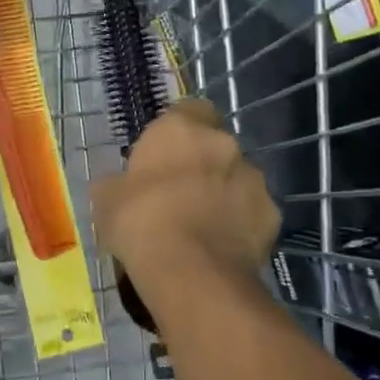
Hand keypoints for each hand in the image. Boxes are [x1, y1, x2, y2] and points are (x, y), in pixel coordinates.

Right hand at [91, 99, 280, 304]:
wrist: (191, 271)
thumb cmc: (139, 221)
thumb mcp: (106, 198)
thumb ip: (119, 182)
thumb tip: (121, 186)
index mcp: (181, 129)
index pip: (189, 108)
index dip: (177, 130)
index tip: (162, 152)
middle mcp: (224, 144)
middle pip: (215, 145)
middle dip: (201, 163)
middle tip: (178, 192)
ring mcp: (254, 179)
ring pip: (237, 178)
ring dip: (223, 193)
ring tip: (201, 225)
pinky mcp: (273, 216)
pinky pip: (252, 212)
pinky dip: (240, 224)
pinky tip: (220, 247)